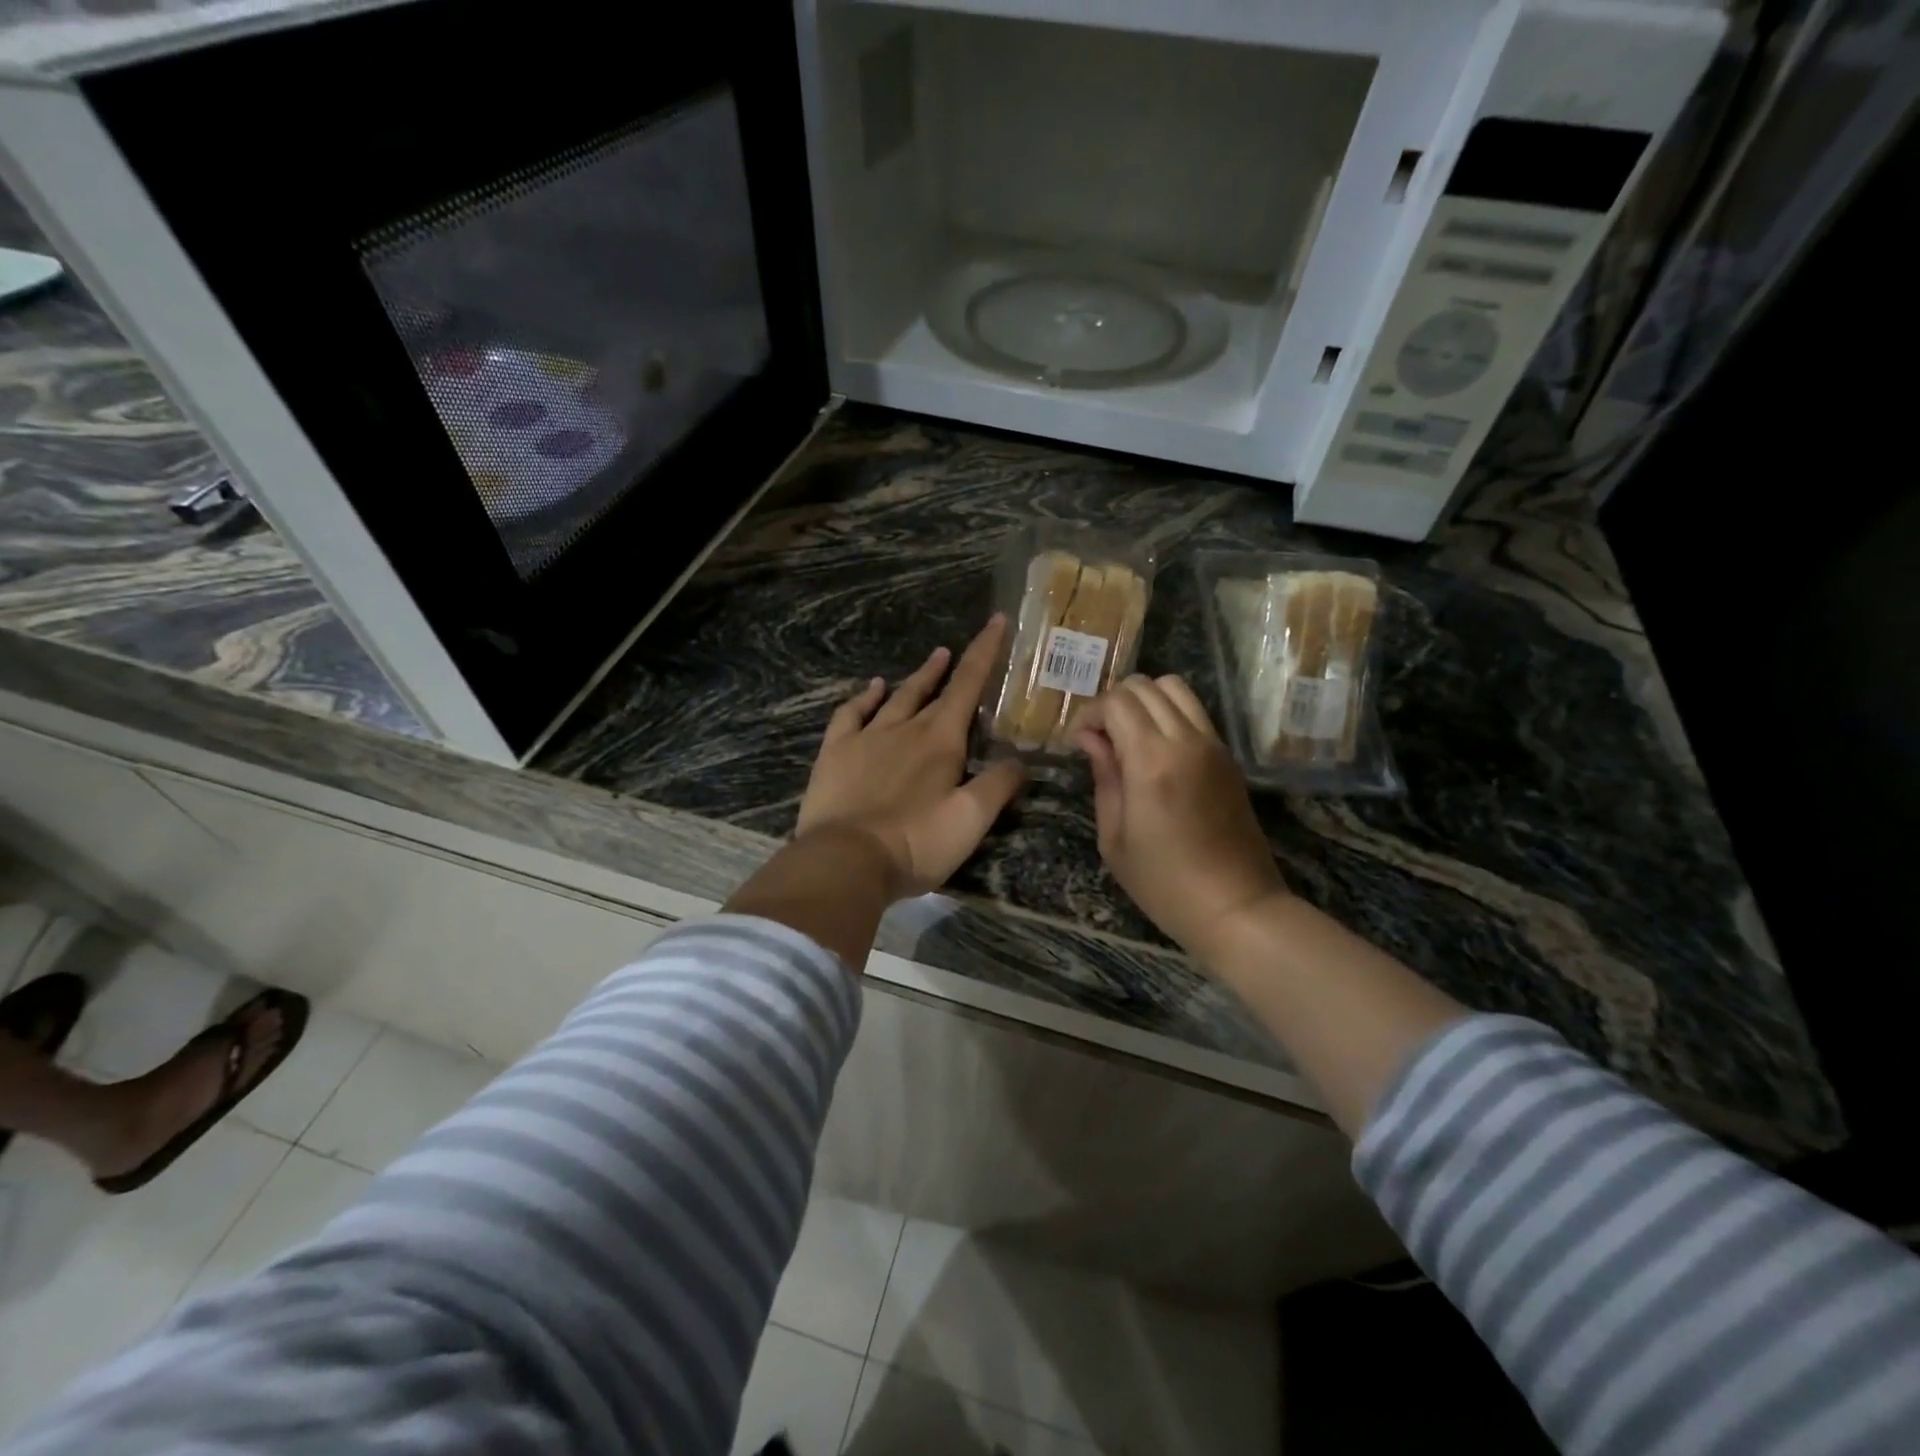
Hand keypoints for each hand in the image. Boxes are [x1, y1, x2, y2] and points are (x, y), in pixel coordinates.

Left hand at [796, 614, 1024, 899]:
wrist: (846, 860)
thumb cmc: (916, 842)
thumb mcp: (971, 820)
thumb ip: (998, 785)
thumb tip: (1019, 761)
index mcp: (941, 741)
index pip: (969, 685)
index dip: (985, 651)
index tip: (997, 620)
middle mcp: (905, 728)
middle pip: (935, 690)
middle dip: (953, 666)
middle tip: (962, 648)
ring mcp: (866, 738)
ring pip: (897, 697)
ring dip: (917, 677)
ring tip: (933, 658)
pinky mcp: (836, 753)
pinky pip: (851, 714)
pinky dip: (863, 697)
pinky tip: (871, 688)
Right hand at [1073, 675, 1286, 960]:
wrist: (1236, 907)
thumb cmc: (1164, 883)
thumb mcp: (1115, 838)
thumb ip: (1104, 777)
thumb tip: (1090, 739)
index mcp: (1152, 761)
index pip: (1117, 702)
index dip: (1089, 714)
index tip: (1077, 743)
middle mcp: (1186, 740)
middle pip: (1145, 686)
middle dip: (1113, 703)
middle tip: (1100, 739)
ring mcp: (1213, 745)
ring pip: (1174, 688)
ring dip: (1144, 702)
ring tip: (1128, 737)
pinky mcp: (1227, 756)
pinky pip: (1194, 712)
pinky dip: (1168, 714)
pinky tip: (1155, 750)